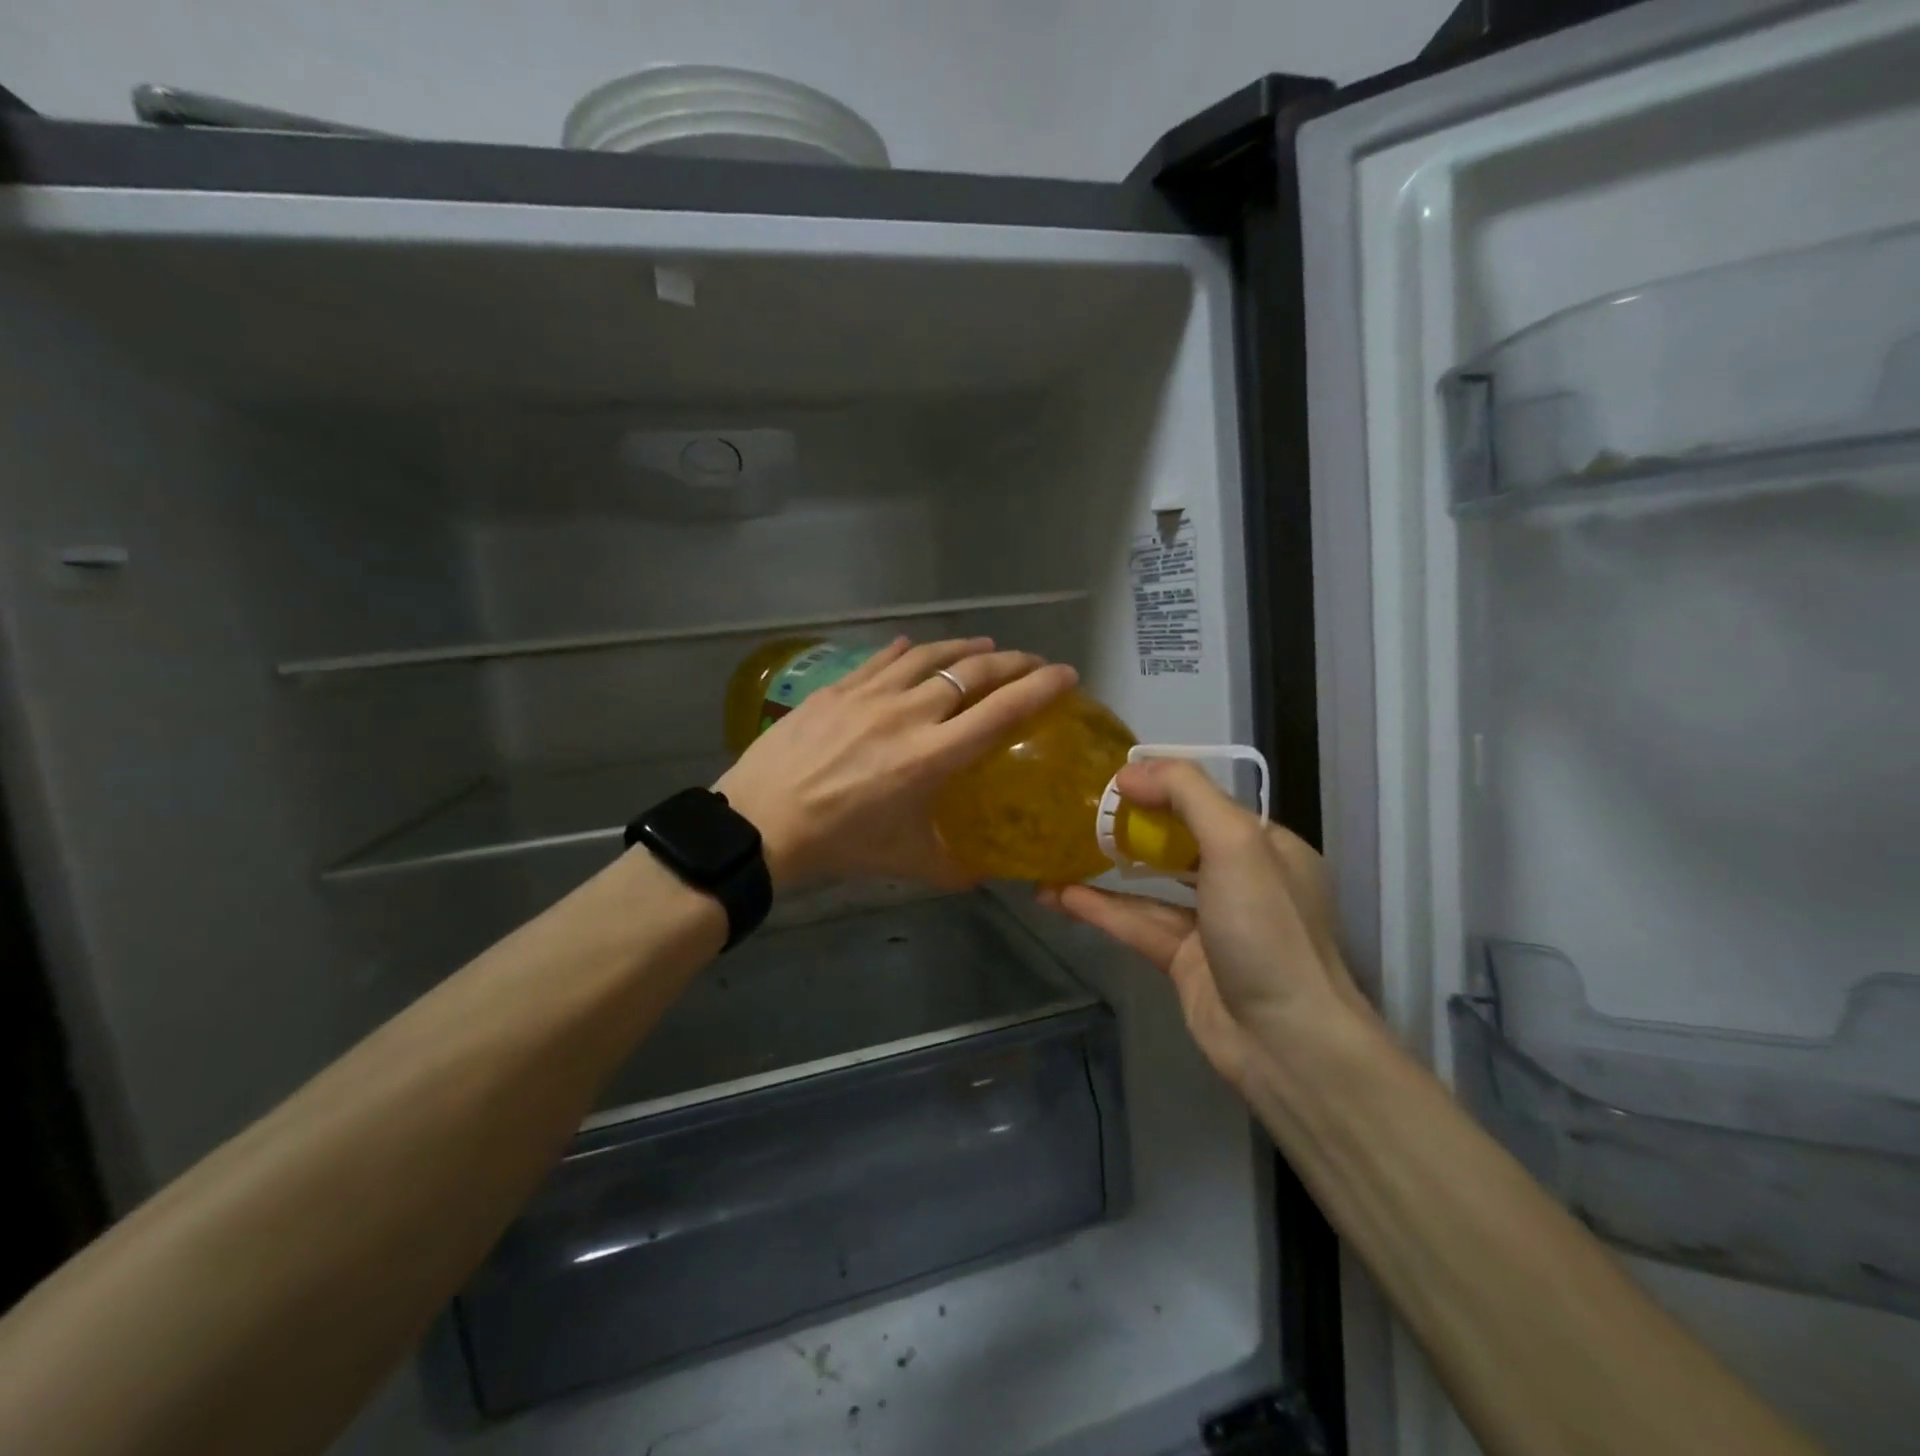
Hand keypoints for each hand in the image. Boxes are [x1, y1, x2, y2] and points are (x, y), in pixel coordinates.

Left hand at [715, 637, 1077, 888]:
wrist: (760, 822)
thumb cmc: (839, 844)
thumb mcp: (905, 862)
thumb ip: (954, 866)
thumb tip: (988, 875)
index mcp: (932, 757)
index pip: (1001, 711)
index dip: (1040, 688)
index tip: (1066, 675)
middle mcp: (908, 714)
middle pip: (972, 672)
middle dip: (1012, 662)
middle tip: (1032, 663)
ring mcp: (869, 694)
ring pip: (929, 656)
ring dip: (965, 647)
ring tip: (985, 646)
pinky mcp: (837, 688)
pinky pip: (882, 658)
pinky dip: (908, 651)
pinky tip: (915, 648)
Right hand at [1041, 760, 1374, 1094]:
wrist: (1285, 1042)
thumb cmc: (1265, 930)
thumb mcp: (1236, 843)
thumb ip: (1187, 794)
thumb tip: (1131, 772)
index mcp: (1267, 847)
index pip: (1207, 802)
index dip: (1161, 787)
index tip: (1111, 782)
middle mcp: (1241, 881)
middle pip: (1176, 841)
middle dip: (1129, 827)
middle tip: (1077, 814)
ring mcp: (1212, 924)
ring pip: (1150, 887)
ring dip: (1104, 872)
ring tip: (1054, 853)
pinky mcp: (1185, 961)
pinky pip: (1137, 924)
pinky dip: (1101, 909)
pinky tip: (1060, 896)